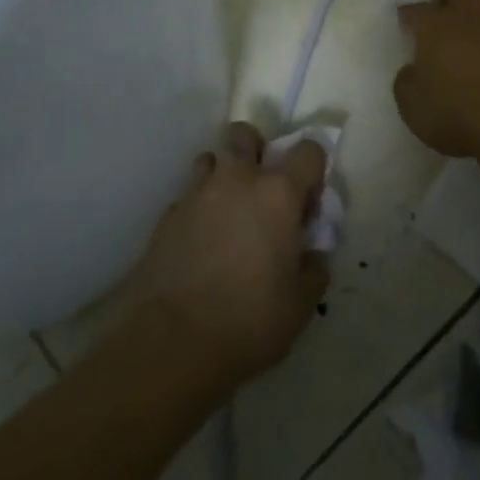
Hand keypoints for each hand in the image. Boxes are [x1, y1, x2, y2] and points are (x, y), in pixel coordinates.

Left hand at [122, 123, 329, 396]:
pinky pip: (187, 197)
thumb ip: (313, 268)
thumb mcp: (301, 303)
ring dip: (223, 176)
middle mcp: (237, 180)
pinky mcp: (166, 217)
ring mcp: (196, 194)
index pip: (308, 151)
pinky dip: (198, 210)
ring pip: (210, 159)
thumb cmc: (249, 321)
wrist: (172, 344)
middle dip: (256, 150)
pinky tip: (200, 245)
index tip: (308, 204)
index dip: (313, 171)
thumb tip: (311, 254)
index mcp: (278, 193)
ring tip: (228, 214)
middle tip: (262, 190)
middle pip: (245, 134)